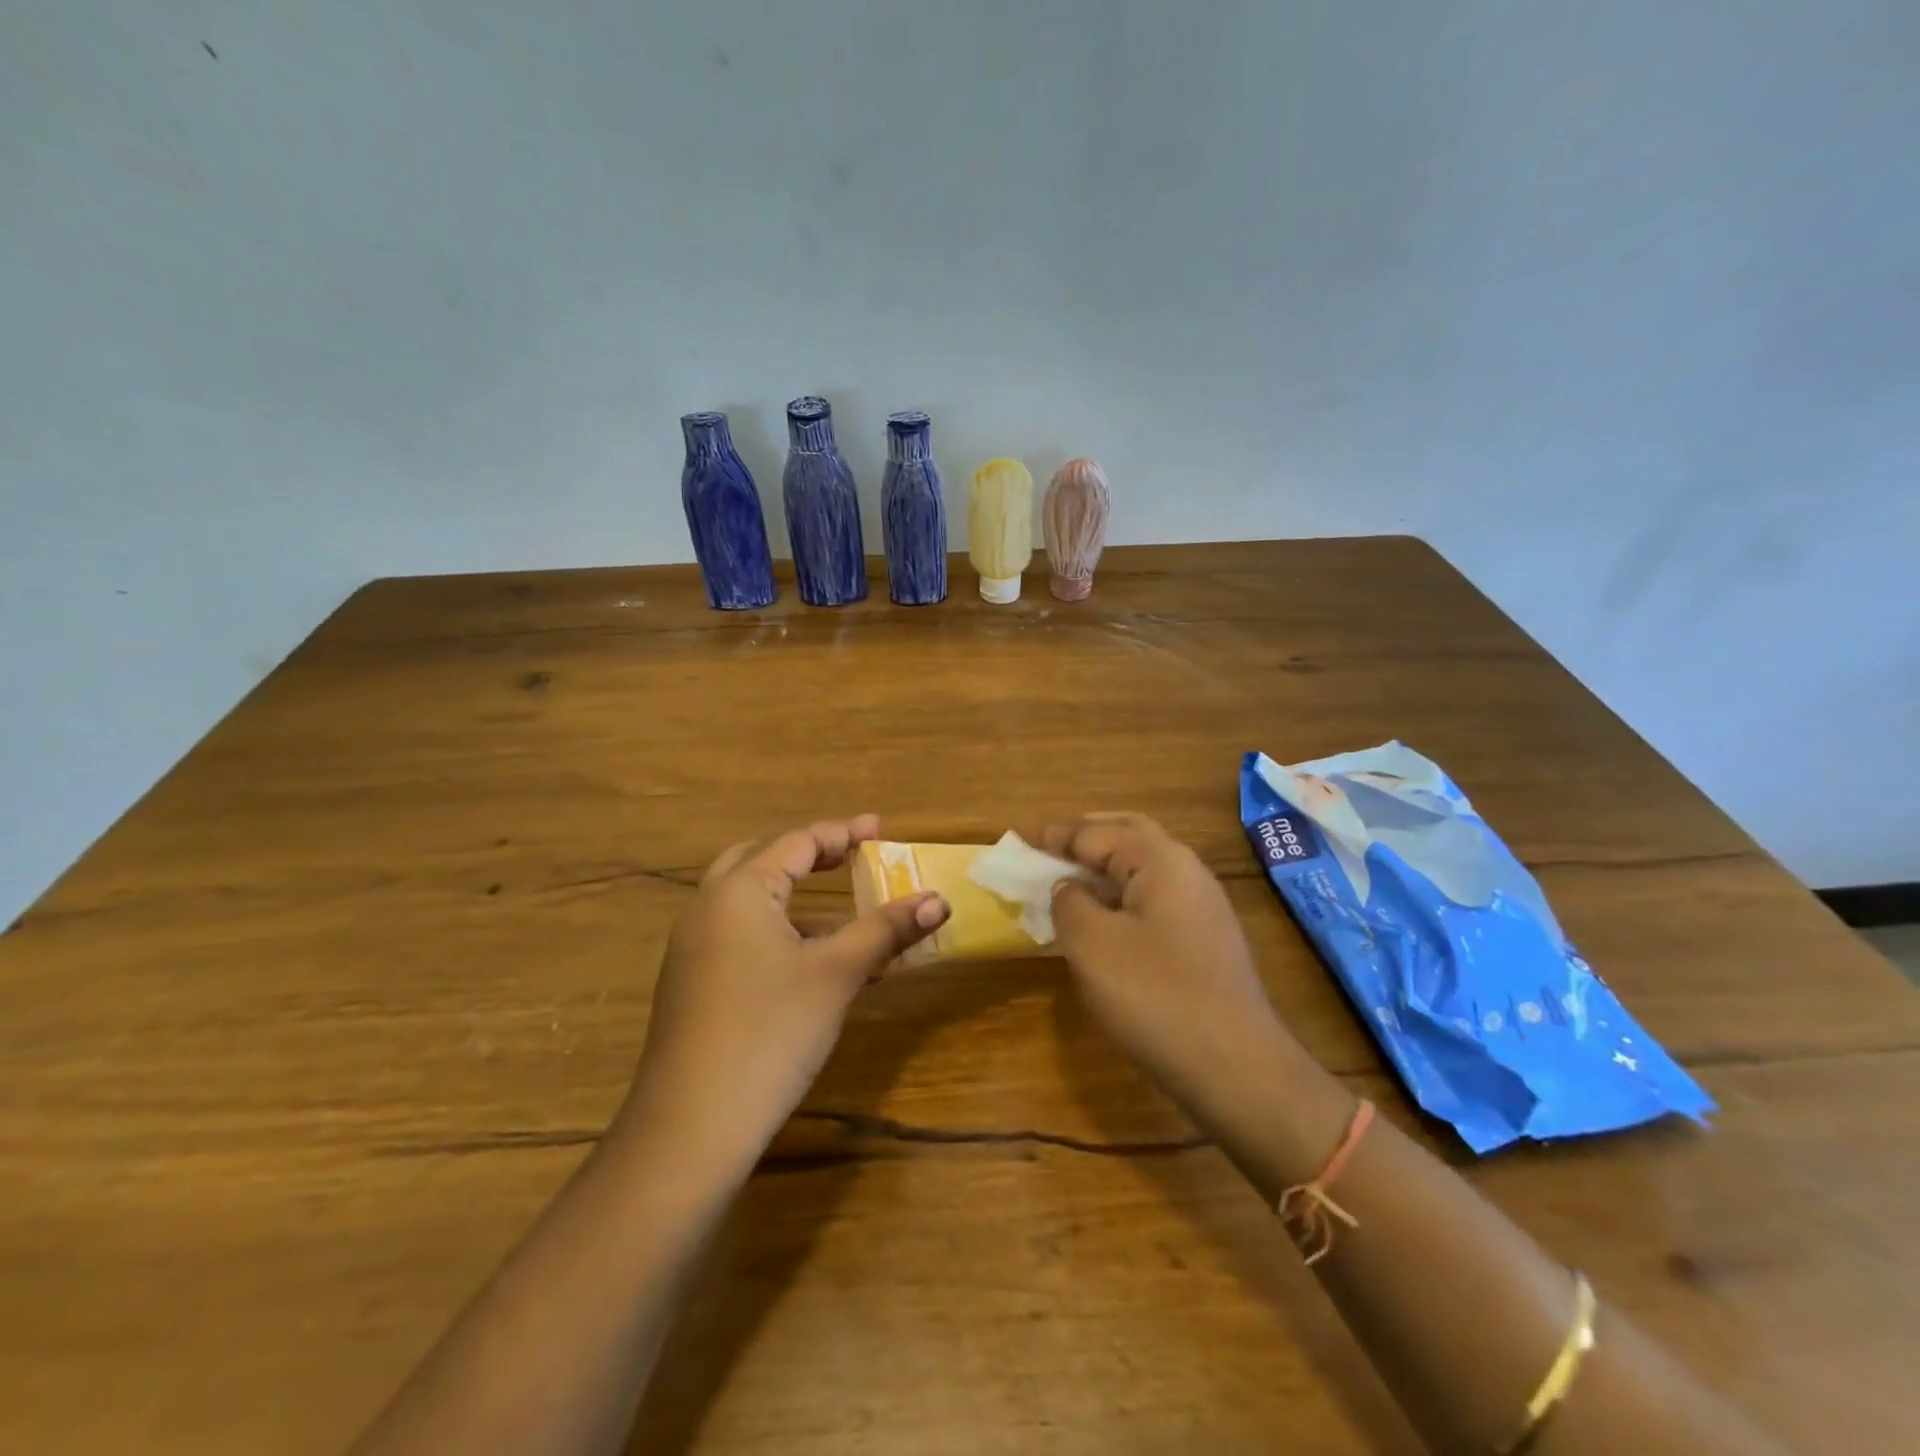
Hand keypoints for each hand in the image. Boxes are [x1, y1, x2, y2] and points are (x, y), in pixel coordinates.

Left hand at [619, 816, 947, 1173]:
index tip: (881, 829)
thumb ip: (886, 930)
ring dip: (793, 890)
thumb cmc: (769, 1032)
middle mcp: (707, 908)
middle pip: (762, 859)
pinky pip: (740, 932)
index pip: (796, 842)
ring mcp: (693, 947)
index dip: (843, 833)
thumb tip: (939, 901)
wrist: (691, 1127)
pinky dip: (777, 925)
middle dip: (810, 852)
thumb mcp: (836, 974)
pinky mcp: (692, 983)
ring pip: (748, 898)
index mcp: (739, 891)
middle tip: (853, 854)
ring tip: (841, 902)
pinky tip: (809, 956)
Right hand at [1043, 813, 1294, 1128]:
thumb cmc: (1155, 995)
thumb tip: (1068, 886)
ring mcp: (1202, 906)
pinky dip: (1122, 893)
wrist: (1235, 1066)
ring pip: (1144, 866)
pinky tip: (1104, 918)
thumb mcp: (1092, 944)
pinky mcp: (1205, 939)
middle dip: (1086, 835)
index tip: (1018, 839)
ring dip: (1105, 864)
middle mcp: (1186, 870)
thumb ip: (1069, 902)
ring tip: (1069, 878)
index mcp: (1160, 859)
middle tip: (1048, 845)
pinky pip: (1154, 896)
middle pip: (1128, 834)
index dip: (1054, 835)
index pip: (1096, 832)